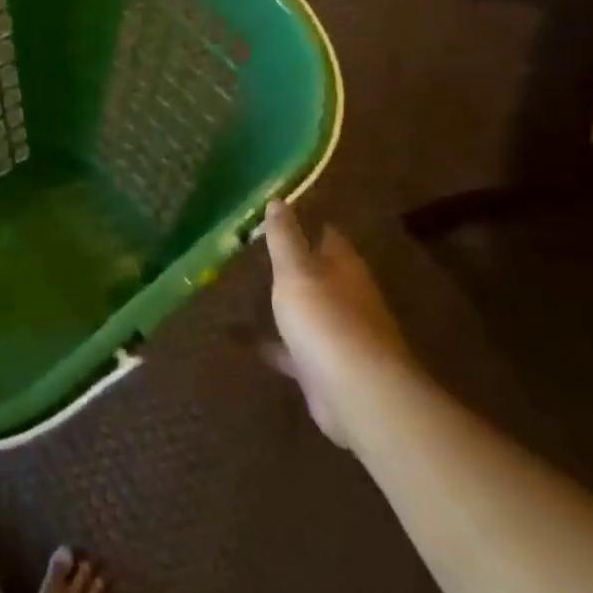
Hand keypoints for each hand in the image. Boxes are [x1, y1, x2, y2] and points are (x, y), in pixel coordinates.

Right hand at [261, 201, 413, 448]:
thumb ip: (285, 236)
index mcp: (344, 268)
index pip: (328, 236)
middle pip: (318, 273)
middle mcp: (346, 297)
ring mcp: (337, 334)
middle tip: (252, 251)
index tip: (277, 214)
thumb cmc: (326, 320)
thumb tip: (278, 199)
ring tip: (243, 291)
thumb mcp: (296, 270)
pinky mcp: (322, 367)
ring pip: (306, 310)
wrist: (356, 393)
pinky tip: (237, 338)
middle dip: (292, 264)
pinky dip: (269, 342)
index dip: (307, 223)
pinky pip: (290, 348)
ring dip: (283, 303)